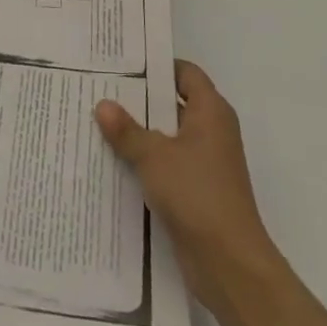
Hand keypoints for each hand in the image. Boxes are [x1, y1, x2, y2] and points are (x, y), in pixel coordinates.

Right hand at [96, 59, 282, 313]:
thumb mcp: (154, 156)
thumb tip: (102, 104)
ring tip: (97, 121)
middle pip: (173, 103)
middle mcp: (211, 131)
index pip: (185, 73)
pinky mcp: (195, 190)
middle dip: (139, 98)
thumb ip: (127, 130)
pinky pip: (165, 164)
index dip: (157, 65)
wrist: (229, 263)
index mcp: (211, 112)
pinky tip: (112, 160)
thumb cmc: (197, 194)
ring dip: (138, 132)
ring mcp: (204, 163)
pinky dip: (143, 160)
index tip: (122, 63)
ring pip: (166, 136)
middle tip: (100, 88)